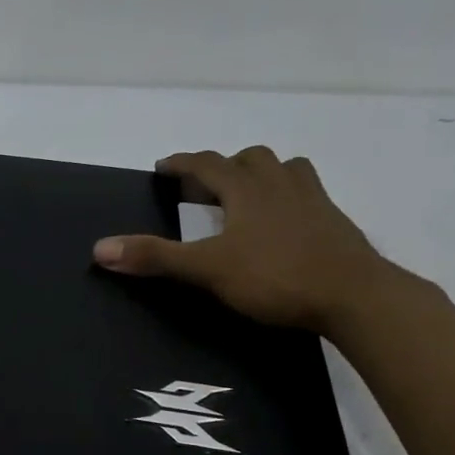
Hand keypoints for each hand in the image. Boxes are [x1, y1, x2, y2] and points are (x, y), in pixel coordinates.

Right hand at [92, 147, 391, 334]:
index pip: (208, 164)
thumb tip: (100, 248)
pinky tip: (286, 223)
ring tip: (249, 195)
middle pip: (251, 159)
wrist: (355, 295)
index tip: (164, 165)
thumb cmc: (276, 277)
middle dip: (224, 166)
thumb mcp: (208, 269)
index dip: (183, 163)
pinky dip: (289, 198)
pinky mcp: (335, 223)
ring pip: (286, 170)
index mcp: (247, 190)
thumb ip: (156, 258)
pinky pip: (308, 195)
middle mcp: (281, 185)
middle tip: (206, 187)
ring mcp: (314, 202)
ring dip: (262, 174)